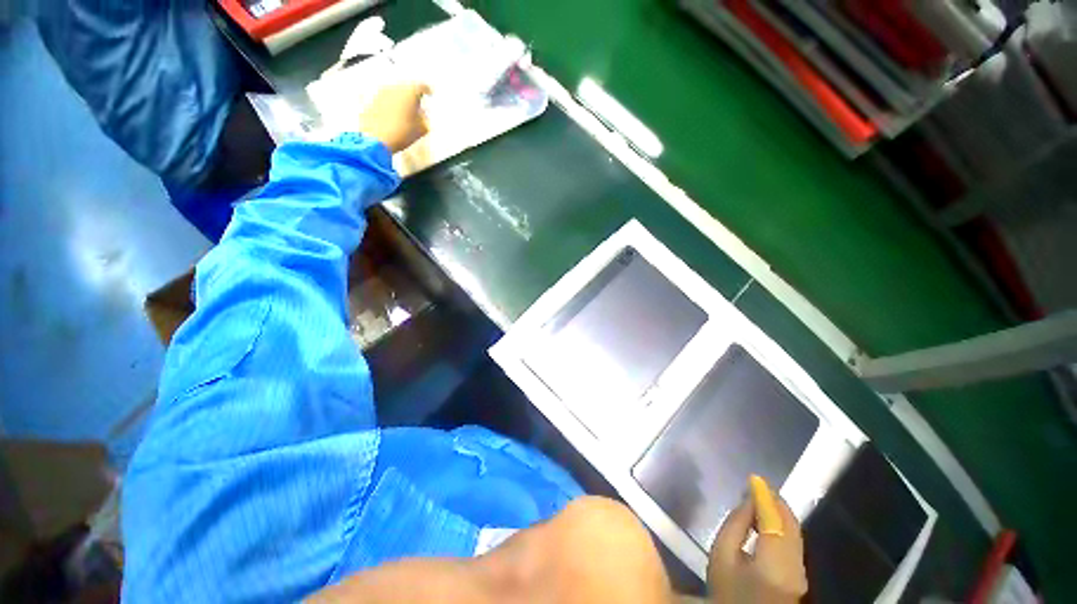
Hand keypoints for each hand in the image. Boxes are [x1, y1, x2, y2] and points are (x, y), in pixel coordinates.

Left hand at [356, 83, 430, 152]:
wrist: (376, 138)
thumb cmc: (403, 133)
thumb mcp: (421, 129)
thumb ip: (424, 119)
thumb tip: (422, 115)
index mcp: (410, 92)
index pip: (421, 86)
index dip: (427, 91)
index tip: (429, 94)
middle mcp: (395, 88)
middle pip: (407, 88)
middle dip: (412, 97)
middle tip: (417, 107)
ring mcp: (381, 93)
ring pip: (395, 94)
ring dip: (401, 101)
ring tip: (405, 114)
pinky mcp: (372, 100)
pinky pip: (385, 100)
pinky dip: (391, 106)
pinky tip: (393, 118)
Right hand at [707, 478, 807, 603]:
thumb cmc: (727, 587)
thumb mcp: (721, 554)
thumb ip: (735, 524)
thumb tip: (748, 500)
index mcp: (774, 560)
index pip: (774, 520)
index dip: (765, 497)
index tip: (754, 478)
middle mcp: (796, 565)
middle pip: (791, 525)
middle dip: (775, 503)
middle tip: (757, 486)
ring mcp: (802, 572)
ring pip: (795, 533)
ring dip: (779, 513)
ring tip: (760, 500)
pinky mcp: (800, 576)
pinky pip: (794, 542)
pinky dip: (782, 526)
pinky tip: (768, 522)